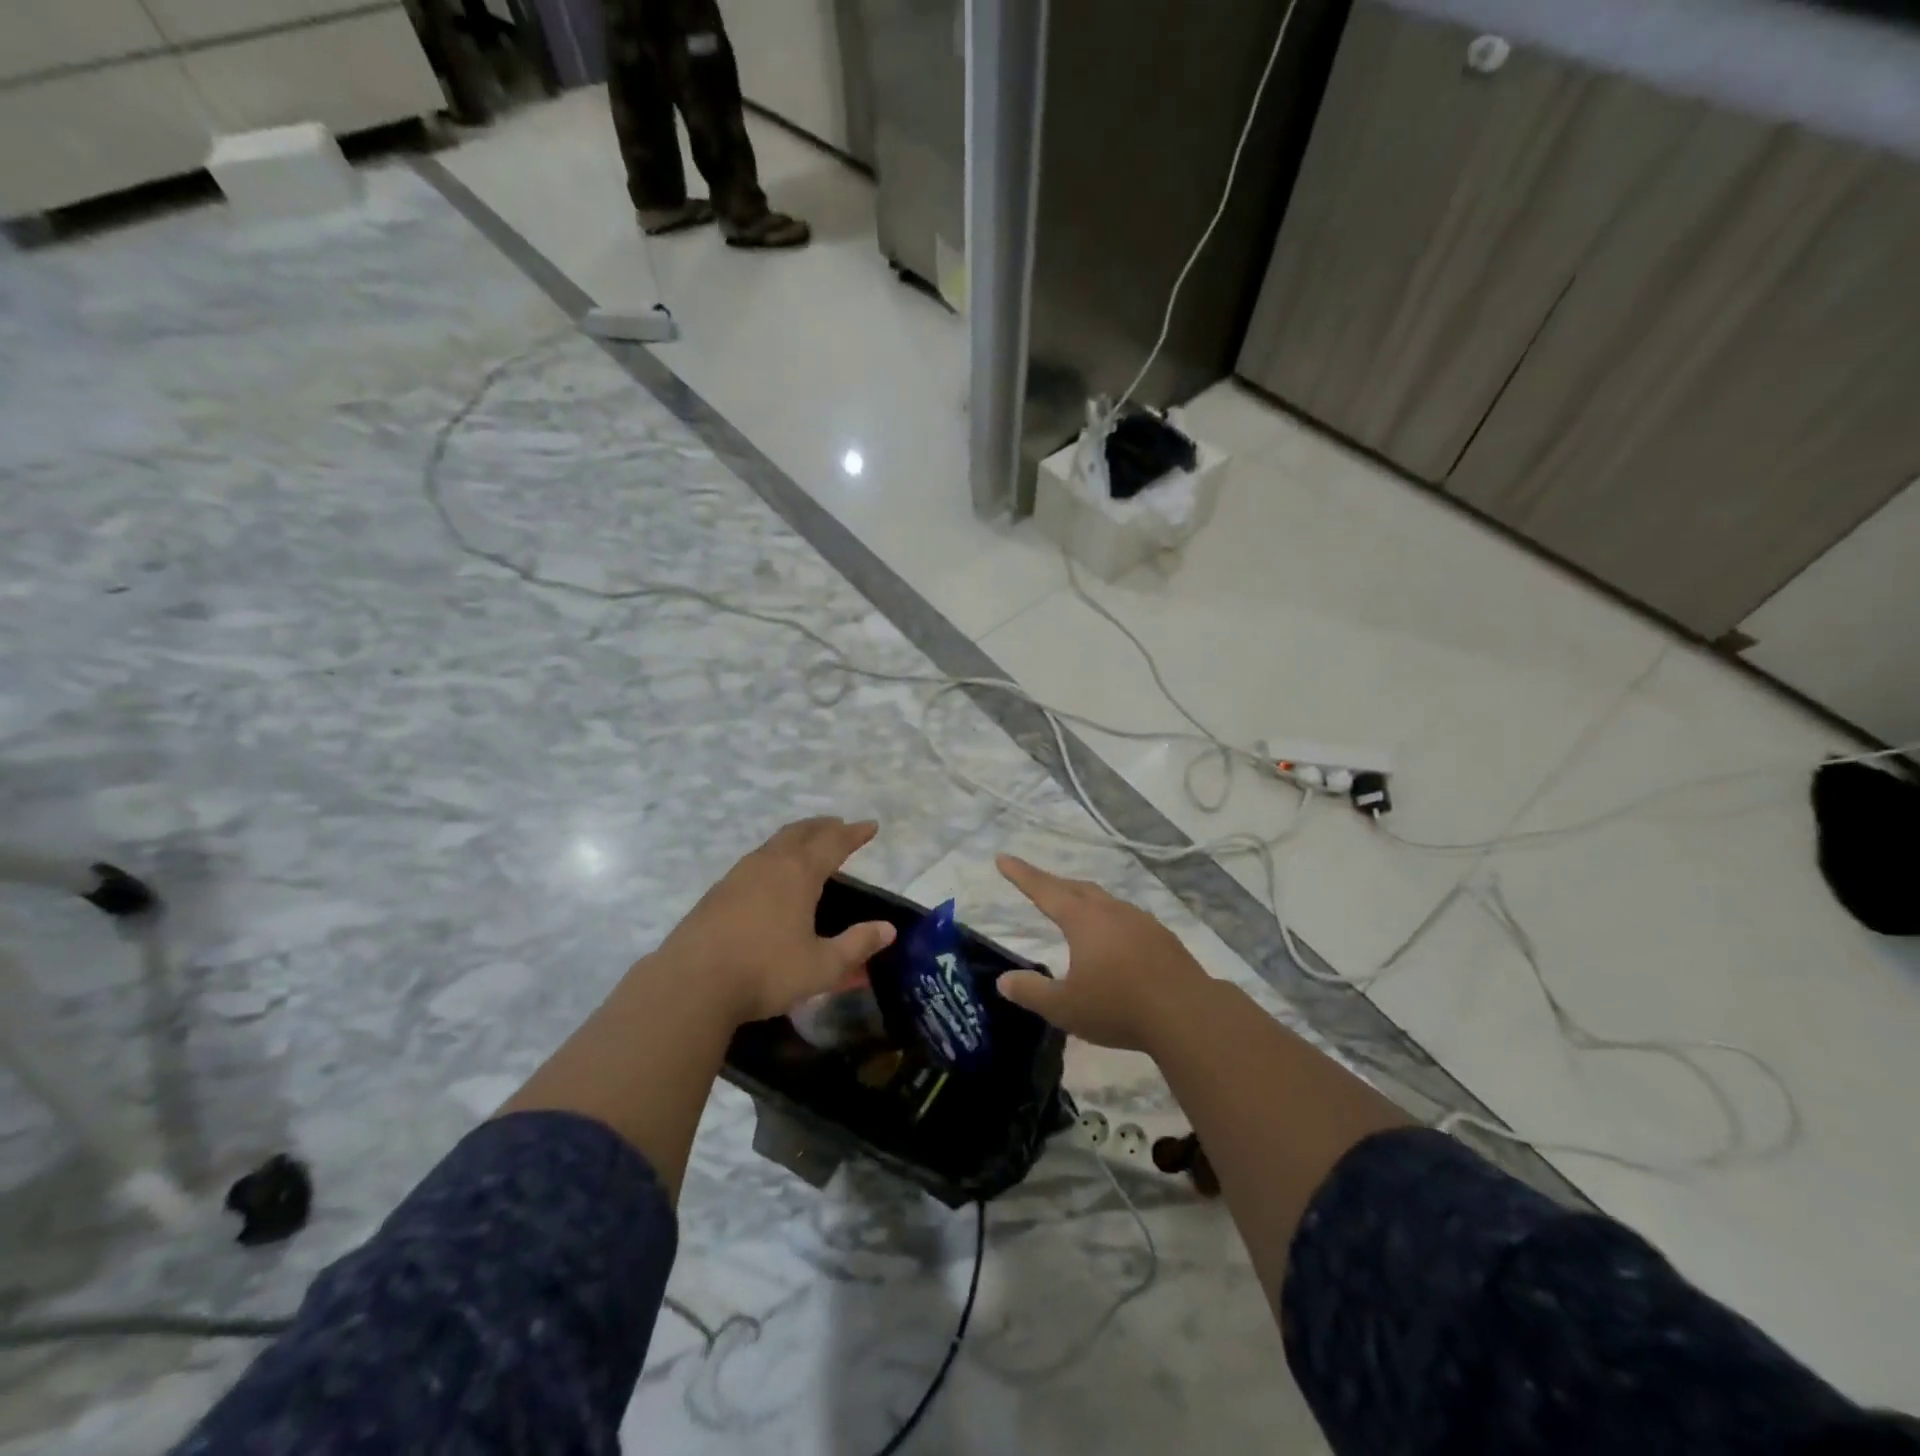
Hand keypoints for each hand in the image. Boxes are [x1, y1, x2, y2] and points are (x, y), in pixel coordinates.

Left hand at [658, 818, 896, 1024]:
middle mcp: (769, 863)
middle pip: (801, 832)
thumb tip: (888, 929)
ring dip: (797, 837)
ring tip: (808, 844)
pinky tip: (771, 876)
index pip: (833, 843)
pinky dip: (774, 856)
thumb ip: (856, 945)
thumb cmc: (765, 971)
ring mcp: (739, 875)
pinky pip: (755, 860)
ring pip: (774, 843)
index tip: (870, 826)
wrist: (691, 984)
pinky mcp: (717, 892)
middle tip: (839, 825)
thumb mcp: (822, 966)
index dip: (854, 833)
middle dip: (824, 826)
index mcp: (799, 873)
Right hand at [994, 855, 1209, 1053]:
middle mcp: (1111, 911)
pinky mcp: (1163, 938)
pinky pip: (1127, 918)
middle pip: (1077, 888)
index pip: (1044, 890)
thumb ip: (1032, 992)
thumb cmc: (1118, 1007)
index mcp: (1083, 920)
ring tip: (1075, 911)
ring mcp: (1141, 921)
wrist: (1187, 1014)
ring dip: (1085, 900)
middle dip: (1054, 884)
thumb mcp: (1065, 1007)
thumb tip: (1004, 980)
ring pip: (1105, 901)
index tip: (1003, 858)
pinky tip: (1115, 939)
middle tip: (1037, 884)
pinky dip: (1110, 920)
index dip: (1022, 875)